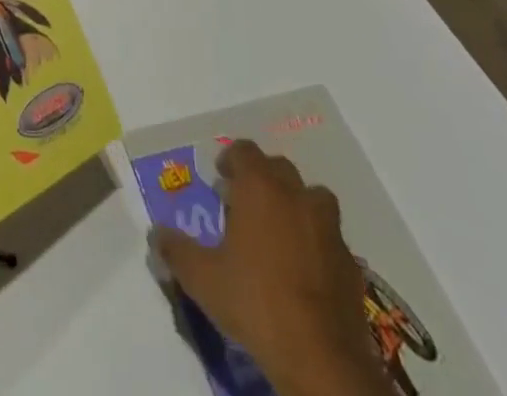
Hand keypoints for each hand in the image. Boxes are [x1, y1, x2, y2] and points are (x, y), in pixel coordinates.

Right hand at [150, 141, 392, 395]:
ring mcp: (328, 228)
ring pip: (313, 197)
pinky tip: (304, 269)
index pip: (245, 150)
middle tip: (245, 205)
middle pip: (279, 168)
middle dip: (262, 179)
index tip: (221, 180)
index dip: (231, 160)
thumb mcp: (202, 278)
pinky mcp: (351, 263)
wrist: (319, 357)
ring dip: (296, 204)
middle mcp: (296, 195)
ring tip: (280, 231)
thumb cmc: (254, 301)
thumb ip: (176, 249)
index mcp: (260, 187)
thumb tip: (155, 233)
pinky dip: (317, 241)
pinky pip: (330, 237)